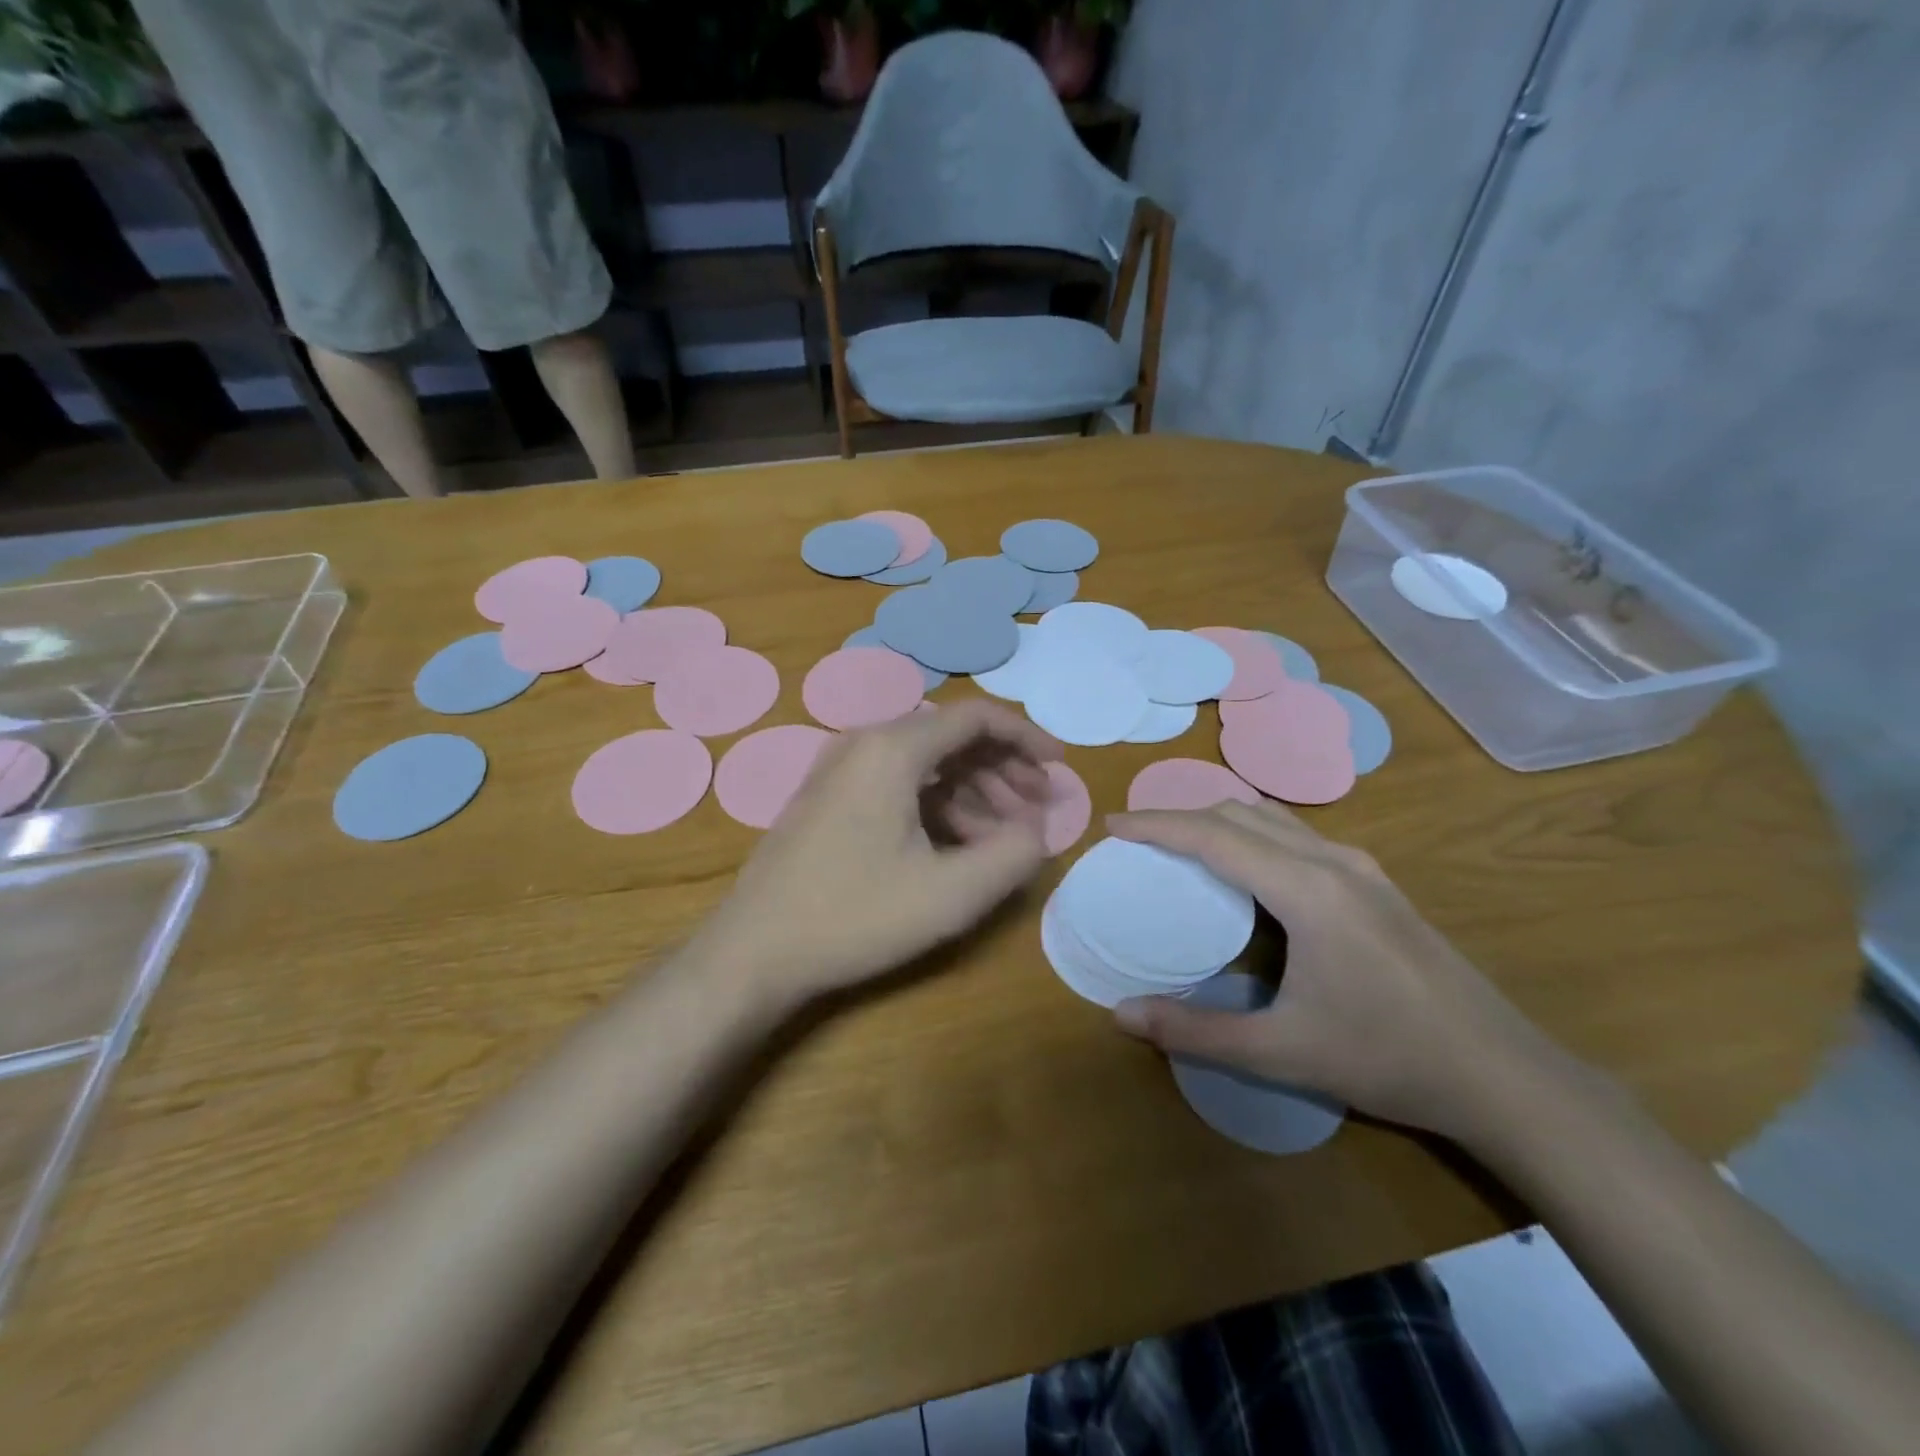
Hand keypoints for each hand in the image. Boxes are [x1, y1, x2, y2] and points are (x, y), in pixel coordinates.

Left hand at [691, 700, 1061, 1005]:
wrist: (754, 951)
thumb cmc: (855, 916)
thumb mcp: (951, 894)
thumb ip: (1013, 855)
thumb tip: (1037, 830)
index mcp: (893, 748)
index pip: (977, 718)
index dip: (1026, 737)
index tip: (1058, 768)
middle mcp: (864, 743)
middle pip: (952, 738)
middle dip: (1004, 771)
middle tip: (1037, 812)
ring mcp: (841, 769)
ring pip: (926, 764)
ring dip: (973, 793)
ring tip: (1003, 838)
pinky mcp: (830, 797)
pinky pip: (898, 784)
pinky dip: (937, 806)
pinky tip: (957, 847)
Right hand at [1107, 801, 1558, 1139]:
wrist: (1504, 1076)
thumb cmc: (1389, 1058)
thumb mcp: (1282, 1052)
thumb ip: (1196, 1031)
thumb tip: (1121, 1015)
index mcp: (1307, 890)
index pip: (1213, 835)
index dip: (1156, 824)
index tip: (1112, 825)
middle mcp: (1332, 862)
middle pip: (1241, 813)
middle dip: (1182, 816)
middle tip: (1138, 841)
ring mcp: (1361, 868)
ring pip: (1273, 819)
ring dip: (1220, 822)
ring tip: (1181, 848)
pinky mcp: (1376, 884)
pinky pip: (1297, 837)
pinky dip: (1253, 836)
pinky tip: (1246, 875)